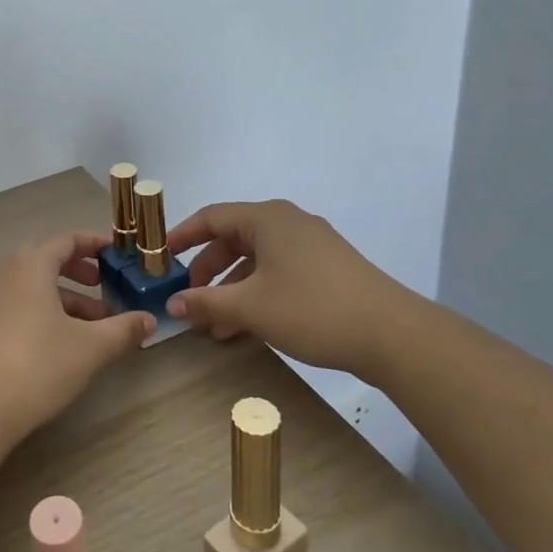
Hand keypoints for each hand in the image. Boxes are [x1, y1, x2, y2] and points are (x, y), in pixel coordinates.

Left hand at [0, 232, 153, 443]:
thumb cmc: (38, 364)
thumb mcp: (91, 347)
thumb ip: (123, 329)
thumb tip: (149, 320)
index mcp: (30, 264)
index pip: (66, 240)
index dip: (94, 244)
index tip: (117, 253)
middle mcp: (4, 272)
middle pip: (46, 259)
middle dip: (79, 271)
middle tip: (104, 286)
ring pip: (32, 286)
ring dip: (64, 297)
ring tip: (93, 325)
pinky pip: (17, 304)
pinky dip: (43, 311)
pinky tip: (61, 342)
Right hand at [165, 200, 419, 381]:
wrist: (392, 334)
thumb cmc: (312, 308)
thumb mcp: (250, 307)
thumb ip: (206, 302)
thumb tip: (172, 303)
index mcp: (267, 218)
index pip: (211, 217)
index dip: (181, 236)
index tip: (160, 257)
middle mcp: (287, 223)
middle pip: (233, 239)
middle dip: (208, 272)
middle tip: (190, 299)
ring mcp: (311, 245)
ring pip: (257, 261)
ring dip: (232, 290)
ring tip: (215, 327)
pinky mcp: (327, 269)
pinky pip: (279, 273)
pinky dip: (257, 294)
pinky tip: (247, 328)